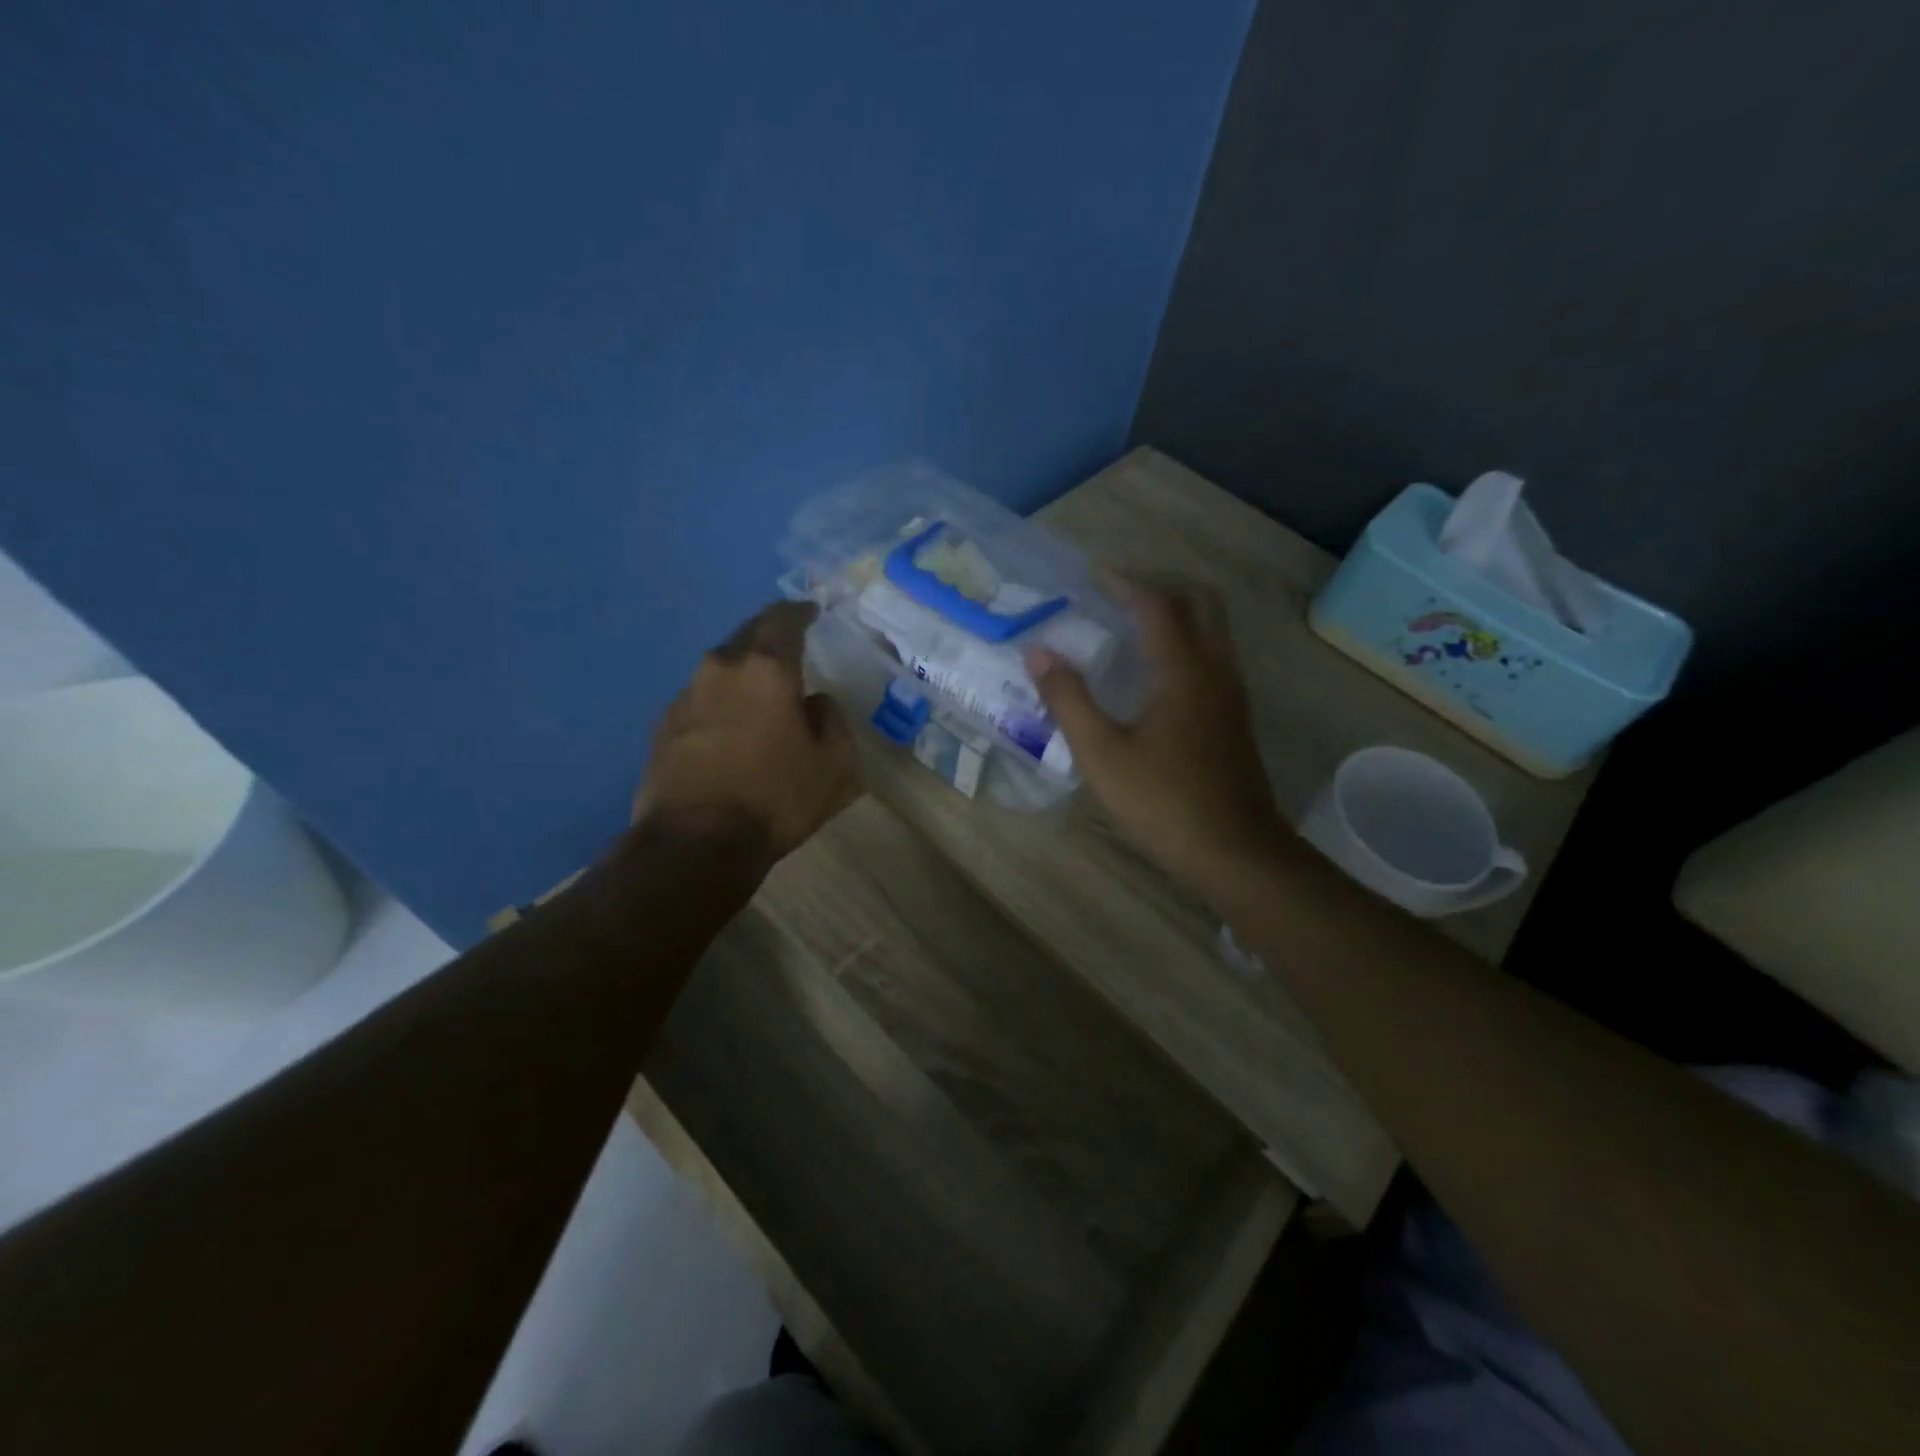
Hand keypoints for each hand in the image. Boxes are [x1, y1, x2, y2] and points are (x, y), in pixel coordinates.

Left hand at [635, 601, 860, 863]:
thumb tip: (815, 702)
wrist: (694, 844)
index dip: (799, 612)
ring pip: (720, 667)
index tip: (810, 611)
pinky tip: (729, 725)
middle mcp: (721, 669)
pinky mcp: (663, 726)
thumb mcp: (835, 765)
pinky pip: (700, 698)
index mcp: (767, 670)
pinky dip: (719, 700)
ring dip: (741, 670)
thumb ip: (831, 720)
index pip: (783, 620)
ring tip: (759, 689)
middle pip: (746, 635)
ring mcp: (685, 696)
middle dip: (768, 634)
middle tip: (787, 643)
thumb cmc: (775, 799)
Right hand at [1026, 578, 1284, 898]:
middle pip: (1201, 604)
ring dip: (1178, 614)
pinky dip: (1187, 643)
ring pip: (1213, 631)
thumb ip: (1069, 700)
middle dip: (1161, 588)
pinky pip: (1214, 658)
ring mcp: (1232, 695)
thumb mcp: (1102, 754)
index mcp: (1182, 672)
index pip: (1156, 606)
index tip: (1095, 573)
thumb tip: (1038, 653)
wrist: (1235, 850)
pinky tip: (1157, 674)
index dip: (1125, 584)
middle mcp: (1215, 671)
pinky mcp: (1235, 719)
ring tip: (1134, 627)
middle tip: (1121, 595)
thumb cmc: (1163, 801)